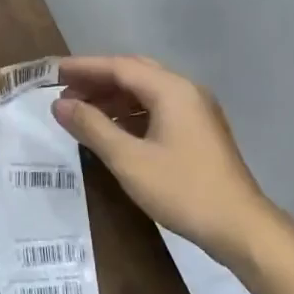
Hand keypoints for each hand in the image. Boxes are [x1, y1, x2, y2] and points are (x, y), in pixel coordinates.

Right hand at [51, 55, 287, 263]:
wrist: (238, 226)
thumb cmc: (182, 189)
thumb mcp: (128, 159)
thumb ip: (92, 127)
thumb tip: (60, 104)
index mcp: (172, 91)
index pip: (120, 67)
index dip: (84, 68)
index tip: (54, 72)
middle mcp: (186, 92)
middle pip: (135, 74)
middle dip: (98, 79)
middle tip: (65, 90)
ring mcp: (196, 112)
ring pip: (147, 92)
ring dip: (113, 97)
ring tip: (81, 110)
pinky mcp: (198, 132)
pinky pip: (157, 109)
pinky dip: (130, 113)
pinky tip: (111, 129)